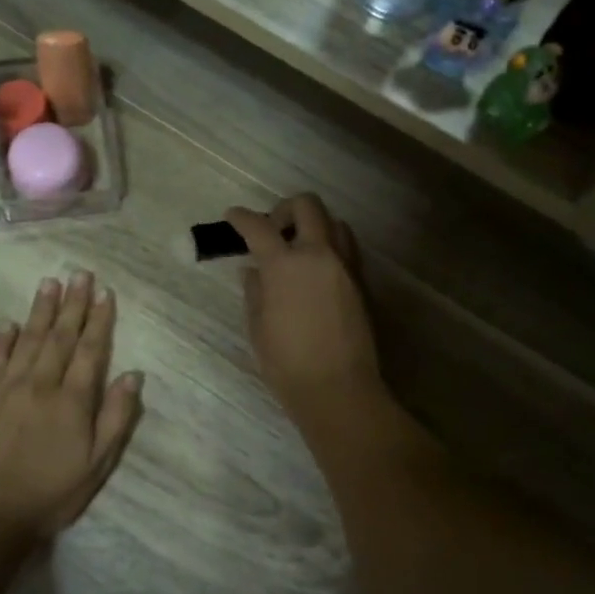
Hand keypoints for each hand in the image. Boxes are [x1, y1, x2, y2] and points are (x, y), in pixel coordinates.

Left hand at [0, 272, 143, 545]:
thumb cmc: (53, 492)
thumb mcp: (98, 463)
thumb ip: (116, 416)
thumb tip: (132, 374)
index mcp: (72, 400)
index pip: (90, 350)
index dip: (99, 320)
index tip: (105, 292)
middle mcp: (41, 384)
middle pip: (60, 336)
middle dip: (72, 304)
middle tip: (79, 274)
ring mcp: (7, 389)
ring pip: (27, 340)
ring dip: (40, 311)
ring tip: (49, 283)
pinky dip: (2, 341)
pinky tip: (9, 324)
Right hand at [225, 195, 383, 426]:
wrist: (338, 388)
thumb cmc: (287, 363)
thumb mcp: (258, 327)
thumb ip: (255, 291)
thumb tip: (253, 270)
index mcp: (285, 265)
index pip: (259, 227)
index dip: (241, 218)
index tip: (232, 217)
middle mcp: (319, 254)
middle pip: (307, 205)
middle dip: (284, 209)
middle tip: (272, 230)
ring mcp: (346, 266)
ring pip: (334, 222)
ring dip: (313, 225)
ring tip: (298, 249)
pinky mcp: (362, 282)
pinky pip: (347, 247)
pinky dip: (330, 246)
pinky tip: (316, 271)